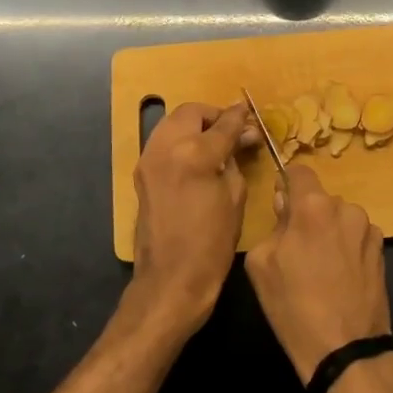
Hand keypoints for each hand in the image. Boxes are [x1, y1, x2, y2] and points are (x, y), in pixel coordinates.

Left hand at [130, 101, 258, 335]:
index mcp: (195, 154)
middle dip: (213, 116)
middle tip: (232, 129)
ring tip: (215, 141)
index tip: (251, 114)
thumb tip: (243, 137)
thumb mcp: (235, 197)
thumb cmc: (212, 243)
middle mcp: (167, 147)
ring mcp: (149, 159)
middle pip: (191, 113)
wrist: (171, 279)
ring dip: (194, 124)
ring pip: (172, 122)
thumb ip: (236, 159)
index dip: (240, 117)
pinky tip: (196, 156)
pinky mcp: (141, 172)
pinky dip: (180, 139)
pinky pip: (162, 141)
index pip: (223, 123)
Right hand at [245, 166, 389, 383]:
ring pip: (340, 218)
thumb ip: (273, 225)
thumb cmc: (294, 306)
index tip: (280, 205)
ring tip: (320, 268)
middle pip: (320, 199)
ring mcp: (368, 229)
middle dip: (307, 215)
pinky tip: (340, 277)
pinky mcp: (382, 251)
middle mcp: (346, 208)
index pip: (299, 171)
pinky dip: (346, 248)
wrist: (345, 350)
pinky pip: (356, 237)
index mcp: (313, 206)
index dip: (287, 184)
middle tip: (295, 248)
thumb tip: (286, 207)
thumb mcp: (261, 264)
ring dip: (329, 231)